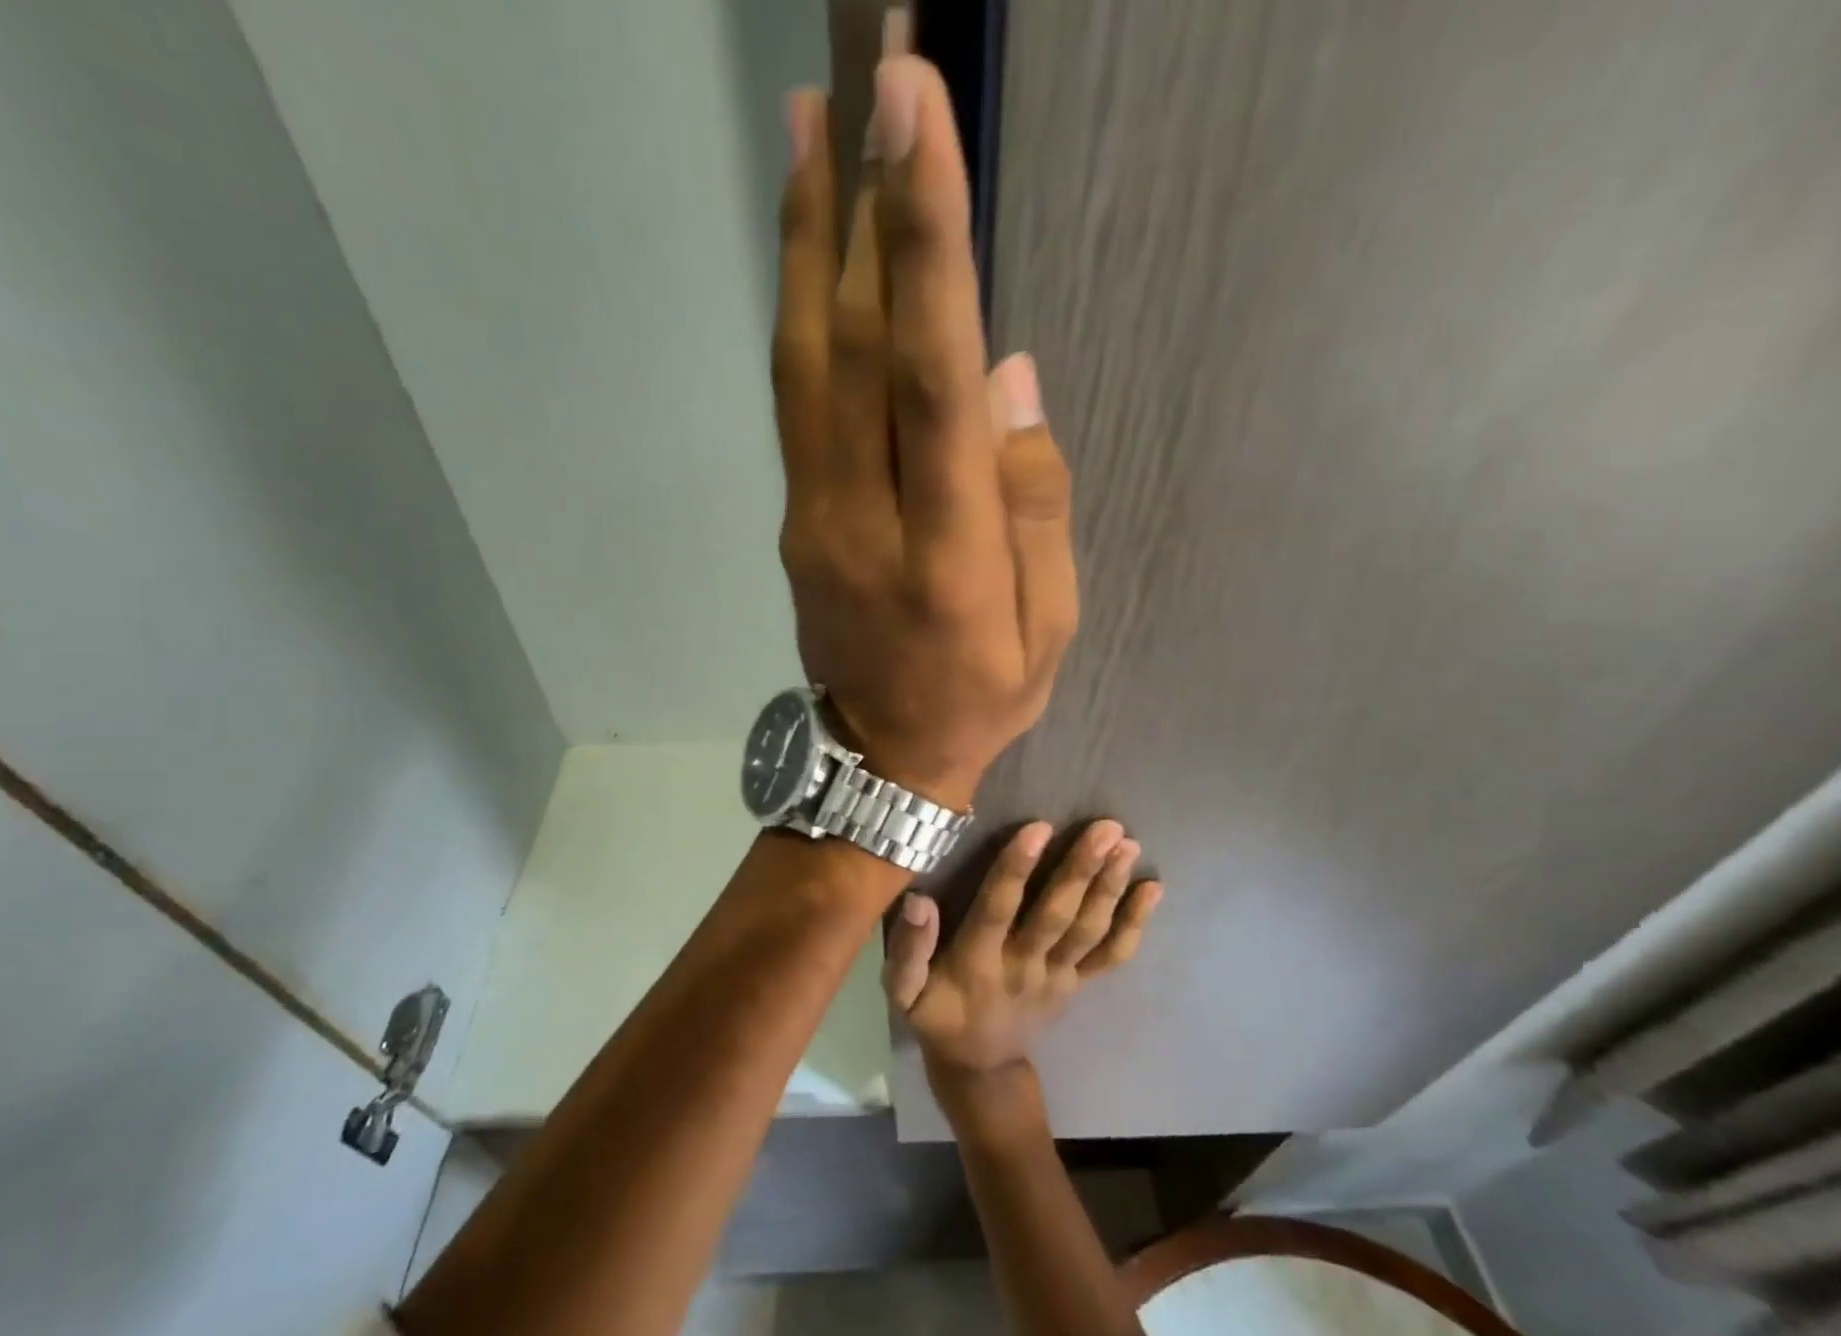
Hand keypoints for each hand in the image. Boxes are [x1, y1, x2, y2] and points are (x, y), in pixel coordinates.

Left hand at [772, 59, 1076, 809]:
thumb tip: (1005, 379)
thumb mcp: (1046, 628)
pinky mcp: (794, 518)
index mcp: (946, 555)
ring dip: (809, 242)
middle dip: (861, 205)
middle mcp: (863, 520)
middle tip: (866, 74)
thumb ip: (1034, 505)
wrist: (879, 756)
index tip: (915, 119)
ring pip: (805, 365)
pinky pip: (796, 403)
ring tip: (812, 127)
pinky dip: (801, 316)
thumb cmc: (978, 698)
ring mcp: (813, 517)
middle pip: (853, 349)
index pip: (929, 381)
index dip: (925, 247)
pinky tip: (813, 257)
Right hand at [883, 820, 1161, 1088]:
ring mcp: (1057, 976)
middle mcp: (1022, 965)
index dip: (1016, 869)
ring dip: (1110, 887)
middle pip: (1055, 915)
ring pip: (1088, 931)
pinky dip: (1134, 924)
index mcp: (976, 962)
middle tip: (1107, 828)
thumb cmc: (937, 1016)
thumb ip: (908, 949)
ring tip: (1128, 846)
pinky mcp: (1077, 984)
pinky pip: (1110, 957)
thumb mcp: (904, 992)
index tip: (1039, 828)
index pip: (997, 909)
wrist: (981, 1069)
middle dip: (1081, 870)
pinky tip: (1153, 890)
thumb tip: (918, 900)